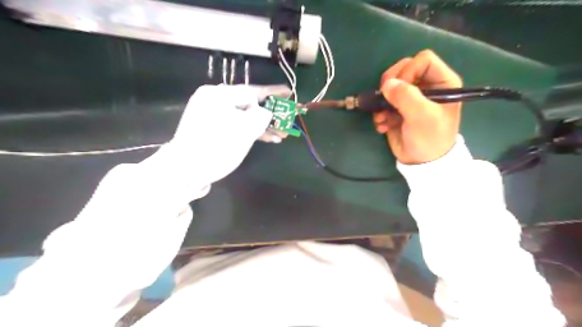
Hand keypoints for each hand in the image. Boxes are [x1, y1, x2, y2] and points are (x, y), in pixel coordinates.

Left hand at [166, 84, 276, 186]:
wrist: (185, 171)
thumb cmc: (216, 148)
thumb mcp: (244, 131)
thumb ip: (261, 116)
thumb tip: (265, 112)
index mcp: (219, 95)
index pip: (252, 91)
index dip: (273, 93)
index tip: (288, 93)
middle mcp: (214, 100)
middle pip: (249, 104)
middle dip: (270, 114)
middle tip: (286, 121)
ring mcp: (211, 114)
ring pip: (244, 116)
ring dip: (262, 125)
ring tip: (280, 135)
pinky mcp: (212, 128)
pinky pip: (236, 125)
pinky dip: (250, 131)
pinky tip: (266, 138)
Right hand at [373, 50, 464, 163]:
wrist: (421, 162)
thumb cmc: (430, 138)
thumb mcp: (422, 117)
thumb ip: (406, 97)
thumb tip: (387, 84)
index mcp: (441, 82)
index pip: (423, 60)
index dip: (409, 71)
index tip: (401, 89)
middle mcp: (426, 86)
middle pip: (403, 69)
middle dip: (391, 84)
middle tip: (385, 98)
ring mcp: (410, 98)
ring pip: (390, 85)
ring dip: (382, 101)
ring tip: (383, 117)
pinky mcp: (397, 109)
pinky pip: (383, 102)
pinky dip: (379, 113)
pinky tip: (383, 126)